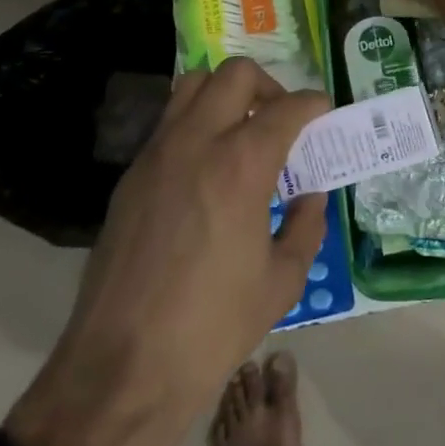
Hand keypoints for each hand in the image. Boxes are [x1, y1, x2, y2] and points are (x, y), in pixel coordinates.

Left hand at [4, 59, 328, 445]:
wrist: (121, 370)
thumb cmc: (211, 329)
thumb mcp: (281, 282)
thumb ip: (306, 226)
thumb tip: (309, 195)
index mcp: (240, 165)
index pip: (286, 108)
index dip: (313, 104)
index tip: (323, 112)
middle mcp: (196, 142)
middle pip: (235, 75)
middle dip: (268, 86)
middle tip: (281, 121)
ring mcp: (156, 155)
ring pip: (192, 85)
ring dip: (225, 95)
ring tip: (242, 133)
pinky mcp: (130, 176)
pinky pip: (168, 124)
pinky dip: (195, 125)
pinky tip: (206, 170)